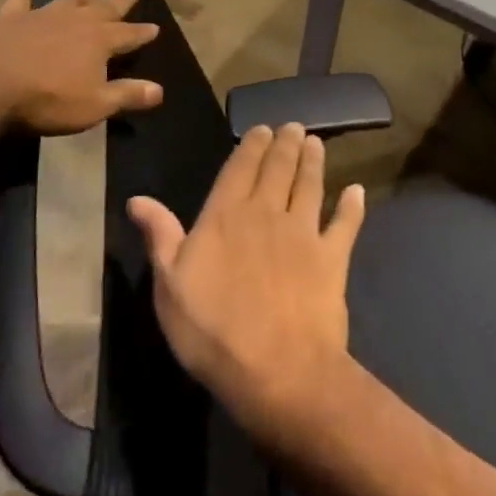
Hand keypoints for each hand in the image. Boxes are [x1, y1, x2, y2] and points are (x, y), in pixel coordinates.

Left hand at [0, 0, 163, 133]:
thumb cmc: (46, 99)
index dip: (142, 33)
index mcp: (100, 42)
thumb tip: (159, 90)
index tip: (156, 28)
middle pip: (106, 7)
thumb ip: (127, 95)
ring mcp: (44, 14)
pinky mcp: (12, 15)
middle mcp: (77, 21)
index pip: (129, 36)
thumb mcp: (94, 105)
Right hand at [128, 124, 365, 451]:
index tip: (263, 128)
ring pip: (310, 186)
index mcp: (226, 216)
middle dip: (286, 144)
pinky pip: (345, 224)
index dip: (252, 145)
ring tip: (316, 143)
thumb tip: (138, 198)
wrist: (277, 369)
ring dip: (314, 162)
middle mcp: (267, 213)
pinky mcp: (333, 258)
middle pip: (279, 169)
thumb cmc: (213, 331)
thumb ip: (160, 236)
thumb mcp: (169, 286)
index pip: (240, 168)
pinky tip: (357, 192)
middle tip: (294, 126)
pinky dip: (352, 206)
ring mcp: (304, 233)